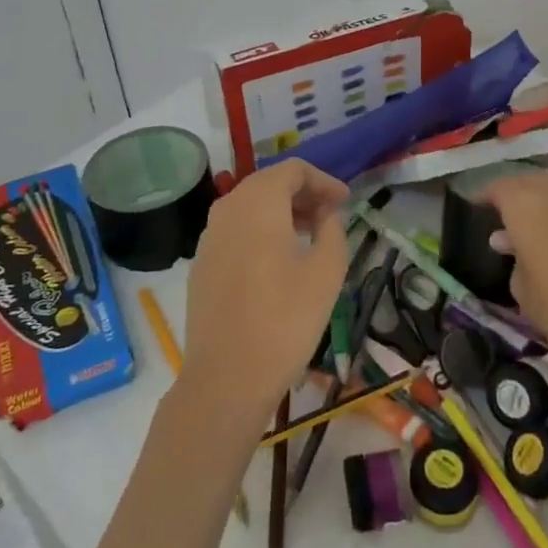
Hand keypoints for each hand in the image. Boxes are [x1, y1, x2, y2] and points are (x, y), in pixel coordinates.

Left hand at [178, 160, 349, 426]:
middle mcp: (228, 209)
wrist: (226, 377)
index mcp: (258, 203)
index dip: (323, 180)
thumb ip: (332, 231)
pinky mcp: (202, 262)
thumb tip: (326, 214)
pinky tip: (279, 259)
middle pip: (268, 183)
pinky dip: (260, 230)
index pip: (293, 170)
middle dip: (302, 193)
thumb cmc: (284, 320)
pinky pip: (235, 229)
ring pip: (249, 206)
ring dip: (281, 211)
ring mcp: (209, 236)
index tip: (345, 201)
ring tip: (310, 235)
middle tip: (331, 215)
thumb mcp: (326, 273)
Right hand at [481, 168, 547, 373]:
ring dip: (544, 192)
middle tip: (506, 211)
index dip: (486, 196)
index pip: (499, 188)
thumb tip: (506, 239)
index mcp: (524, 206)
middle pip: (529, 180)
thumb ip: (512, 256)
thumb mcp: (521, 288)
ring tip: (538, 212)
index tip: (477, 207)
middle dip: (515, 191)